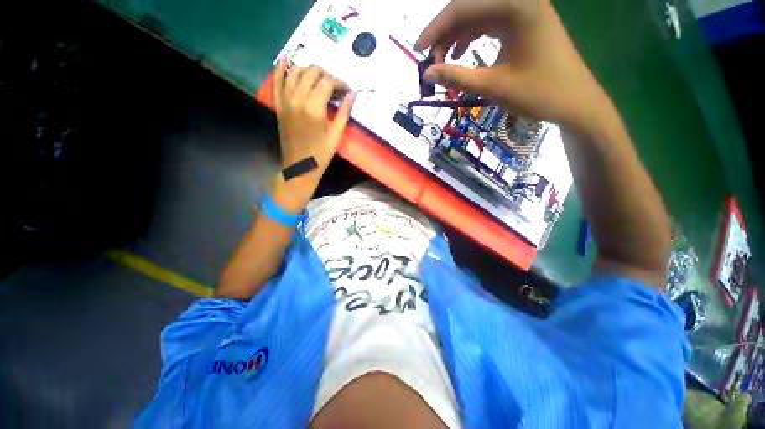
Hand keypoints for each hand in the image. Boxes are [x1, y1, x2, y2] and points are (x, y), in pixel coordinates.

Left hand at [273, 60, 354, 171]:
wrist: (299, 166)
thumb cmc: (321, 154)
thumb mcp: (336, 134)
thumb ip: (343, 112)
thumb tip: (352, 95)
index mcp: (314, 107)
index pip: (327, 82)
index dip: (340, 83)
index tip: (348, 91)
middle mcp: (297, 98)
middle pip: (311, 72)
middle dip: (326, 75)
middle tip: (335, 87)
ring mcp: (285, 99)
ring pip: (295, 71)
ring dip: (309, 70)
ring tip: (320, 78)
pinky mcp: (278, 104)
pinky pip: (277, 80)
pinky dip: (281, 68)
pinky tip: (287, 60)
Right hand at [415, 0, 608, 128]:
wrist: (574, 101)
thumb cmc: (537, 93)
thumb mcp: (492, 86)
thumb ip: (456, 77)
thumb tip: (426, 75)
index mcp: (516, 6)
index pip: (463, 7)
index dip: (435, 28)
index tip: (416, 50)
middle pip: (470, 7)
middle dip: (445, 34)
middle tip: (432, 62)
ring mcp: (524, 9)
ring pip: (478, 15)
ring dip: (457, 36)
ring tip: (444, 61)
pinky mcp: (524, 21)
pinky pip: (490, 21)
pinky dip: (472, 36)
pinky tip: (462, 52)